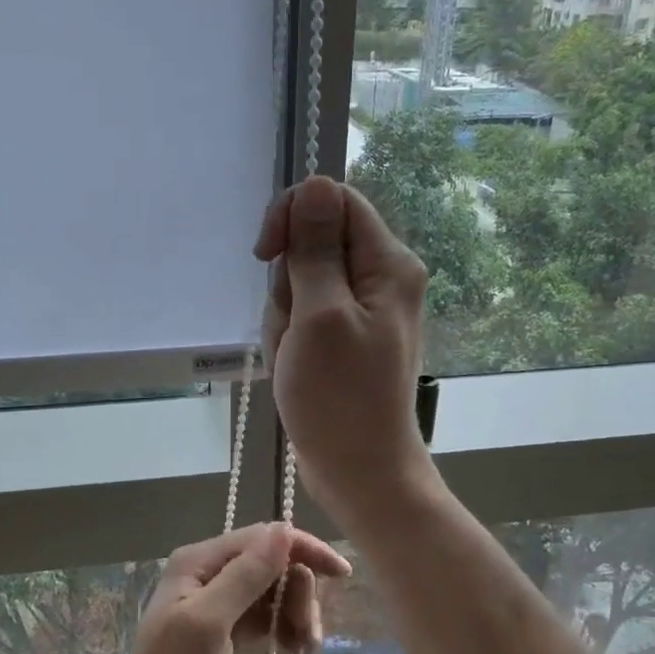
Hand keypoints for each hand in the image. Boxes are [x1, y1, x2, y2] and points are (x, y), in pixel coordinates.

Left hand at [93, 523, 350, 653]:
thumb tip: (283, 529)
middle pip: (272, 563)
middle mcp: (209, 573)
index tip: (341, 574)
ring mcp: (217, 602)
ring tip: (304, 649)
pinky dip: (284, 628)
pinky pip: (265, 616)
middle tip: (309, 634)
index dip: (303, 550)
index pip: (263, 538)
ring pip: (273, 591)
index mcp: (200, 561)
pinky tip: (293, 652)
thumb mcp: (208, 624)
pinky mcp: (225, 630)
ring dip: (296, 613)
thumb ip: (245, 575)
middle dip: (299, 592)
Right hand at [254, 176, 435, 526]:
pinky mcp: (344, 335)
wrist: (359, 470)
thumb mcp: (320, 316)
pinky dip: (290, 336)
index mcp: (387, 263)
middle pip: (314, 243)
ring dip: (285, 316)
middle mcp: (381, 277)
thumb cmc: (340, 398)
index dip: (294, 216)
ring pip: (301, 281)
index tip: (267, 255)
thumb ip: (316, 248)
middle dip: (288, 282)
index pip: (334, 200)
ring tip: (296, 356)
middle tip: (296, 328)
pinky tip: (295, 367)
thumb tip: (316, 183)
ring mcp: (362, 309)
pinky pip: (304, 314)